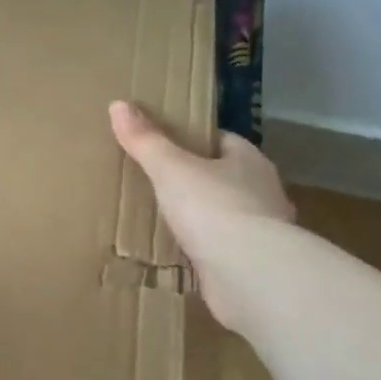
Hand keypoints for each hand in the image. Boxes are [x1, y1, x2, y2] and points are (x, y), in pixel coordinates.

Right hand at [108, 100, 294, 327]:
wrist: (250, 275)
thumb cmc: (214, 208)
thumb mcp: (170, 169)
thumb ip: (146, 141)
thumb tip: (118, 104)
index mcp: (249, 162)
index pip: (223, 141)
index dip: (196, 140)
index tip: (167, 144)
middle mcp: (262, 193)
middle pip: (226, 178)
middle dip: (198, 180)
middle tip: (159, 182)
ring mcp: (262, 232)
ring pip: (227, 216)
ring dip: (204, 218)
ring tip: (166, 220)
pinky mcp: (254, 266)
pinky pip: (223, 250)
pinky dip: (205, 251)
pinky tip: (181, 254)